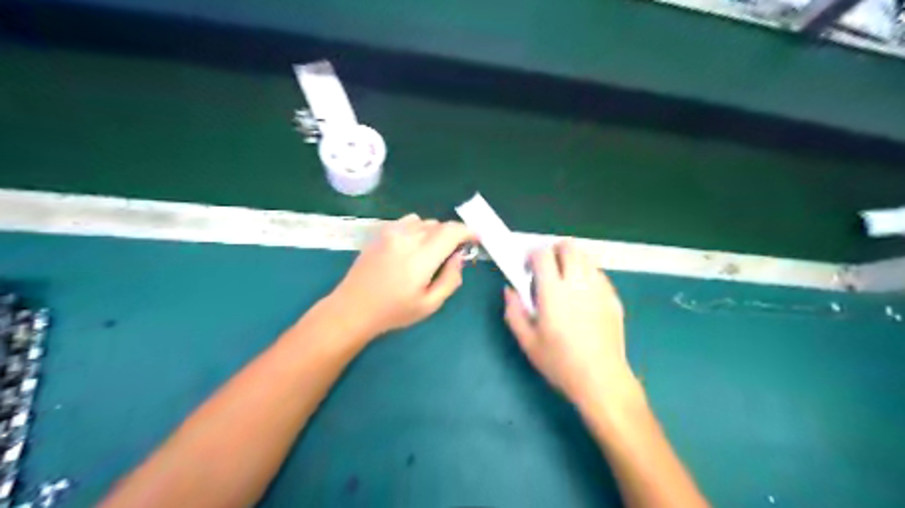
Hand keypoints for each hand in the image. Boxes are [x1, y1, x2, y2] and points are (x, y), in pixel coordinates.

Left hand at [329, 213, 476, 336]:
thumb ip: (450, 279)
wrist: (353, 307)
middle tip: (452, 255)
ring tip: (431, 252)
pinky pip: (408, 221)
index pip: (451, 232)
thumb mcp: (429, 305)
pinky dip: (418, 229)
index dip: (468, 232)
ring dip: (435, 232)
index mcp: (420, 258)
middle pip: (439, 225)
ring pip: (424, 222)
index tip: (475, 240)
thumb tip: (458, 257)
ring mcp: (391, 232)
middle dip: (452, 236)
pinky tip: (413, 246)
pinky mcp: (381, 232)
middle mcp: (406, 238)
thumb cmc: (393, 312)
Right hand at [502, 239, 633, 405]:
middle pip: (569, 246)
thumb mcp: (527, 341)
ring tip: (565, 279)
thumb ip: (513, 312)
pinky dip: (587, 274)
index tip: (528, 268)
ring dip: (572, 260)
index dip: (532, 255)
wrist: (601, 379)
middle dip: (554, 250)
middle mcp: (578, 283)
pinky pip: (599, 273)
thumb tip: (509, 290)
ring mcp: (599, 288)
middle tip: (547, 268)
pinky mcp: (613, 297)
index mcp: (553, 292)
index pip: (543, 254)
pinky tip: (582, 295)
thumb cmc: (560, 363)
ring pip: (586, 256)